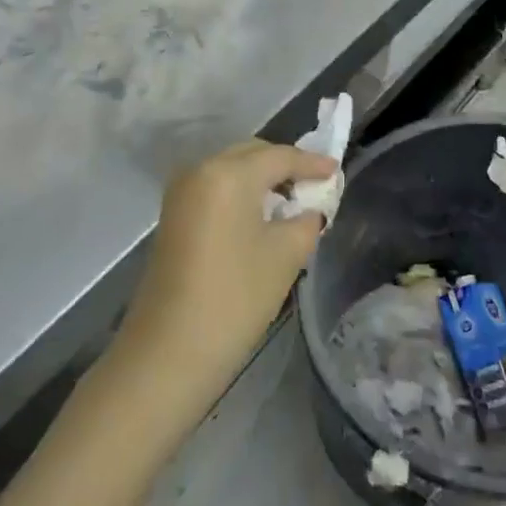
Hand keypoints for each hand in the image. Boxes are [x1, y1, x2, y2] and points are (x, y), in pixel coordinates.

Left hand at [117, 140, 337, 401]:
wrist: (170, 351)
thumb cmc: (236, 297)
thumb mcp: (287, 254)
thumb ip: (307, 220)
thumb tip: (309, 209)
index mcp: (229, 173)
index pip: (280, 156)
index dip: (311, 163)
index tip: (336, 170)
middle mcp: (200, 170)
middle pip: (251, 154)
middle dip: (284, 166)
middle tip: (314, 185)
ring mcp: (181, 193)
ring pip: (231, 170)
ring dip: (261, 179)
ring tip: (291, 201)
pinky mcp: (173, 216)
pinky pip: (215, 188)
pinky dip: (240, 193)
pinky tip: (260, 215)